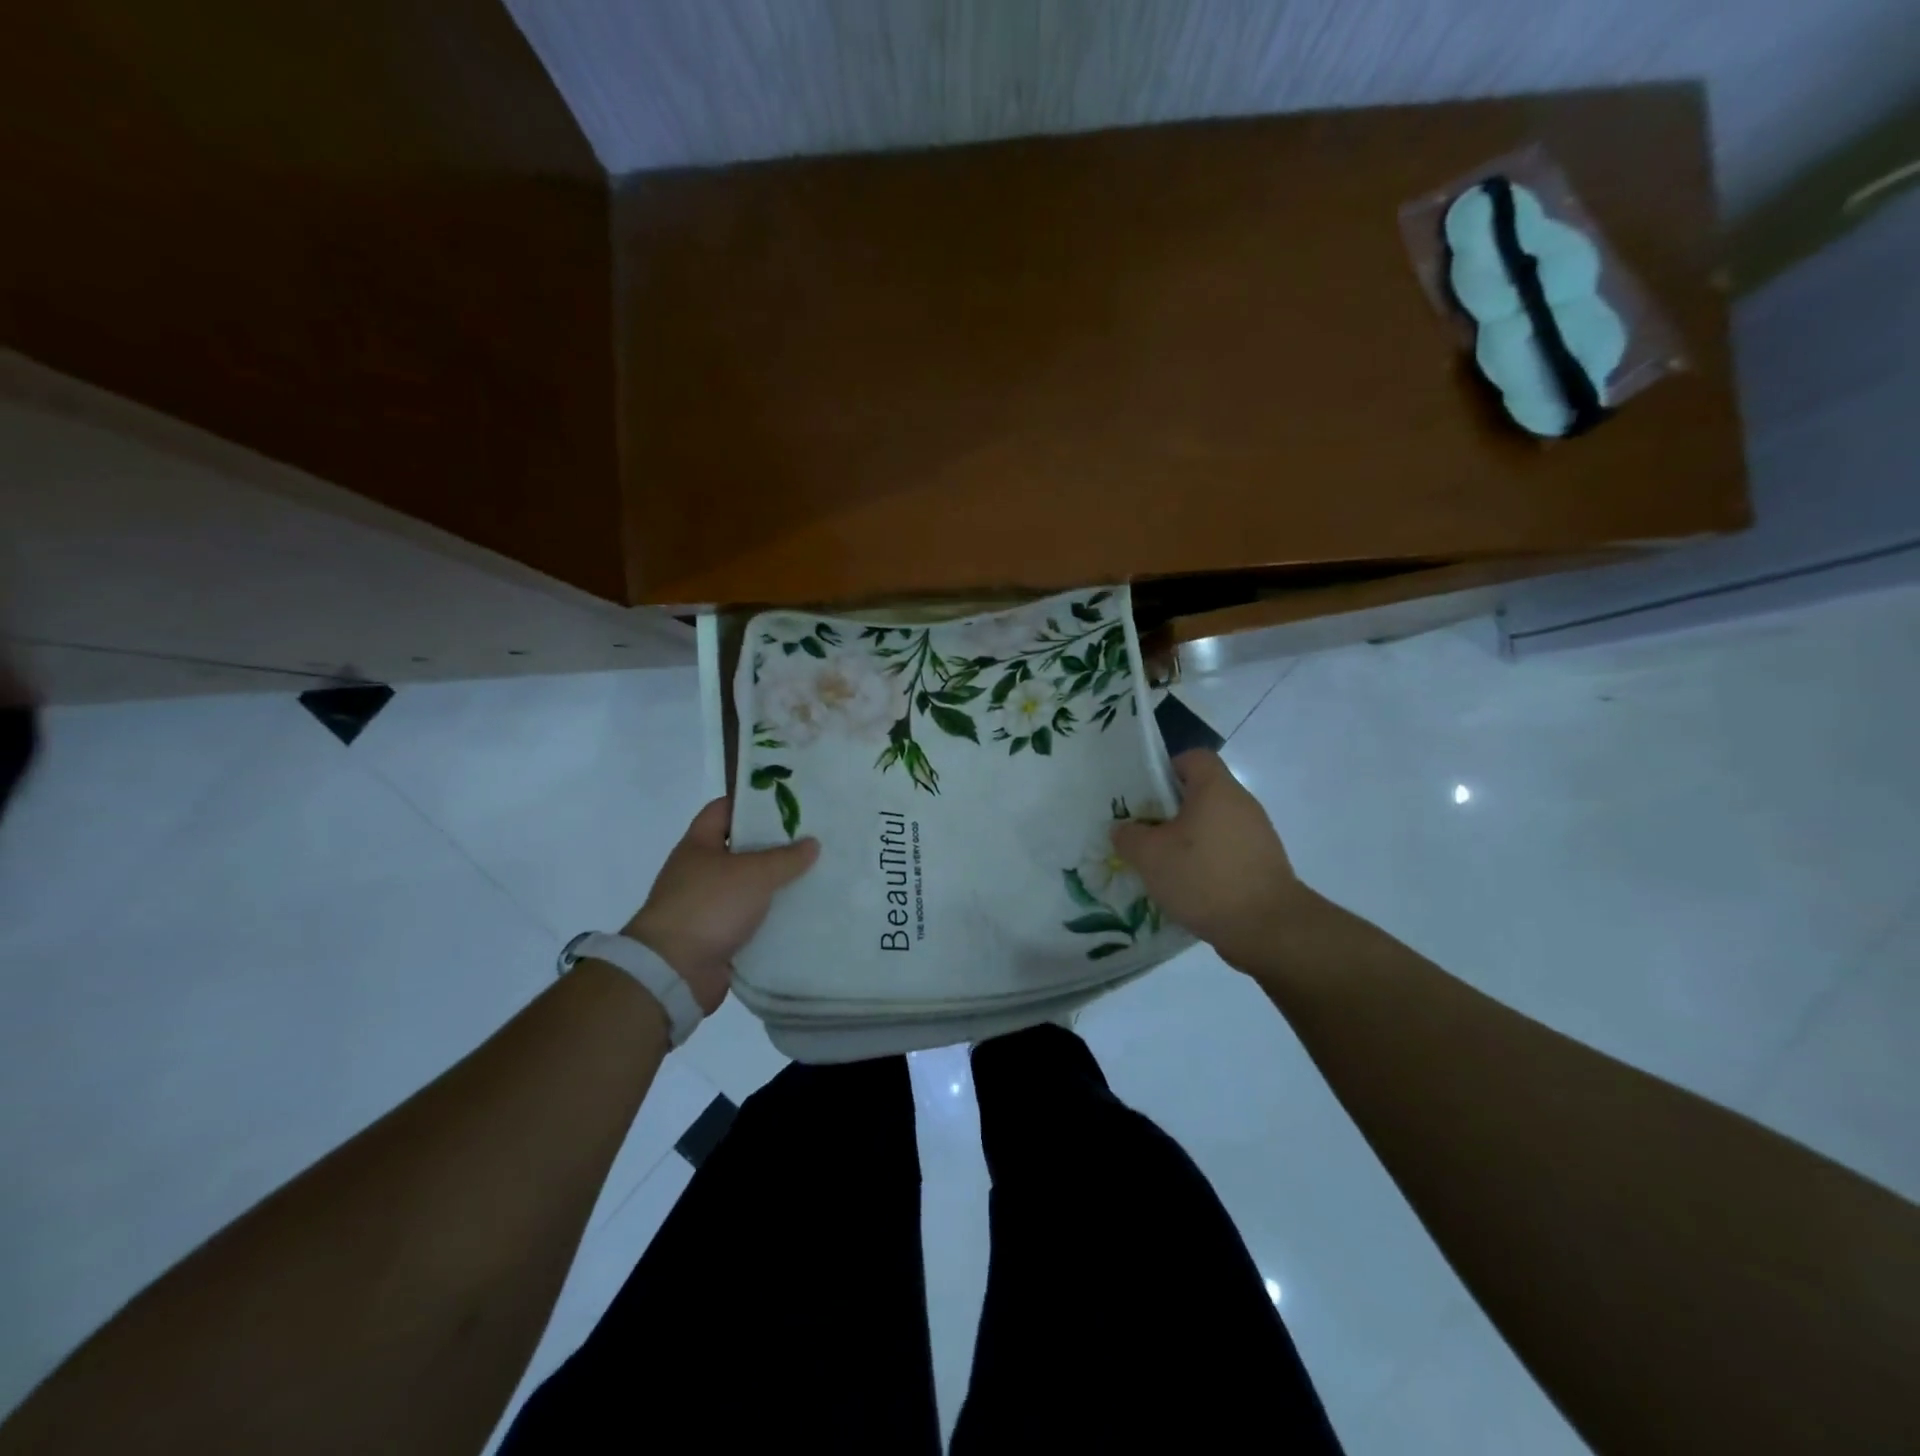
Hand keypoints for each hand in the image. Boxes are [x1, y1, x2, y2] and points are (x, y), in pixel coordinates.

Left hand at [623, 798, 819, 1012]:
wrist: (673, 971)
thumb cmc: (709, 906)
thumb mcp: (754, 874)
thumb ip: (786, 857)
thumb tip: (811, 843)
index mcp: (699, 845)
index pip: (724, 809)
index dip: (752, 803)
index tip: (786, 803)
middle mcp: (700, 871)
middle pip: (740, 849)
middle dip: (774, 846)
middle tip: (811, 840)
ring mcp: (706, 905)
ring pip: (748, 886)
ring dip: (775, 884)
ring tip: (814, 875)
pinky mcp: (716, 936)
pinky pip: (750, 919)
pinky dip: (771, 917)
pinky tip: (800, 913)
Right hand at [1112, 750, 1314, 973]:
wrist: (1267, 927)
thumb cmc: (1204, 877)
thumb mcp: (1150, 856)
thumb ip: (1129, 836)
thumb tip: (1123, 829)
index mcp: (1216, 789)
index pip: (1193, 758)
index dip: (1167, 769)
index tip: (1146, 796)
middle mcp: (1242, 804)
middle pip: (1201, 794)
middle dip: (1171, 811)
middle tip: (1145, 833)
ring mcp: (1257, 835)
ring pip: (1213, 826)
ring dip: (1188, 841)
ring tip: (1163, 866)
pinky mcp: (1263, 865)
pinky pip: (1227, 852)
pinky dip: (1207, 863)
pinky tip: (1189, 888)